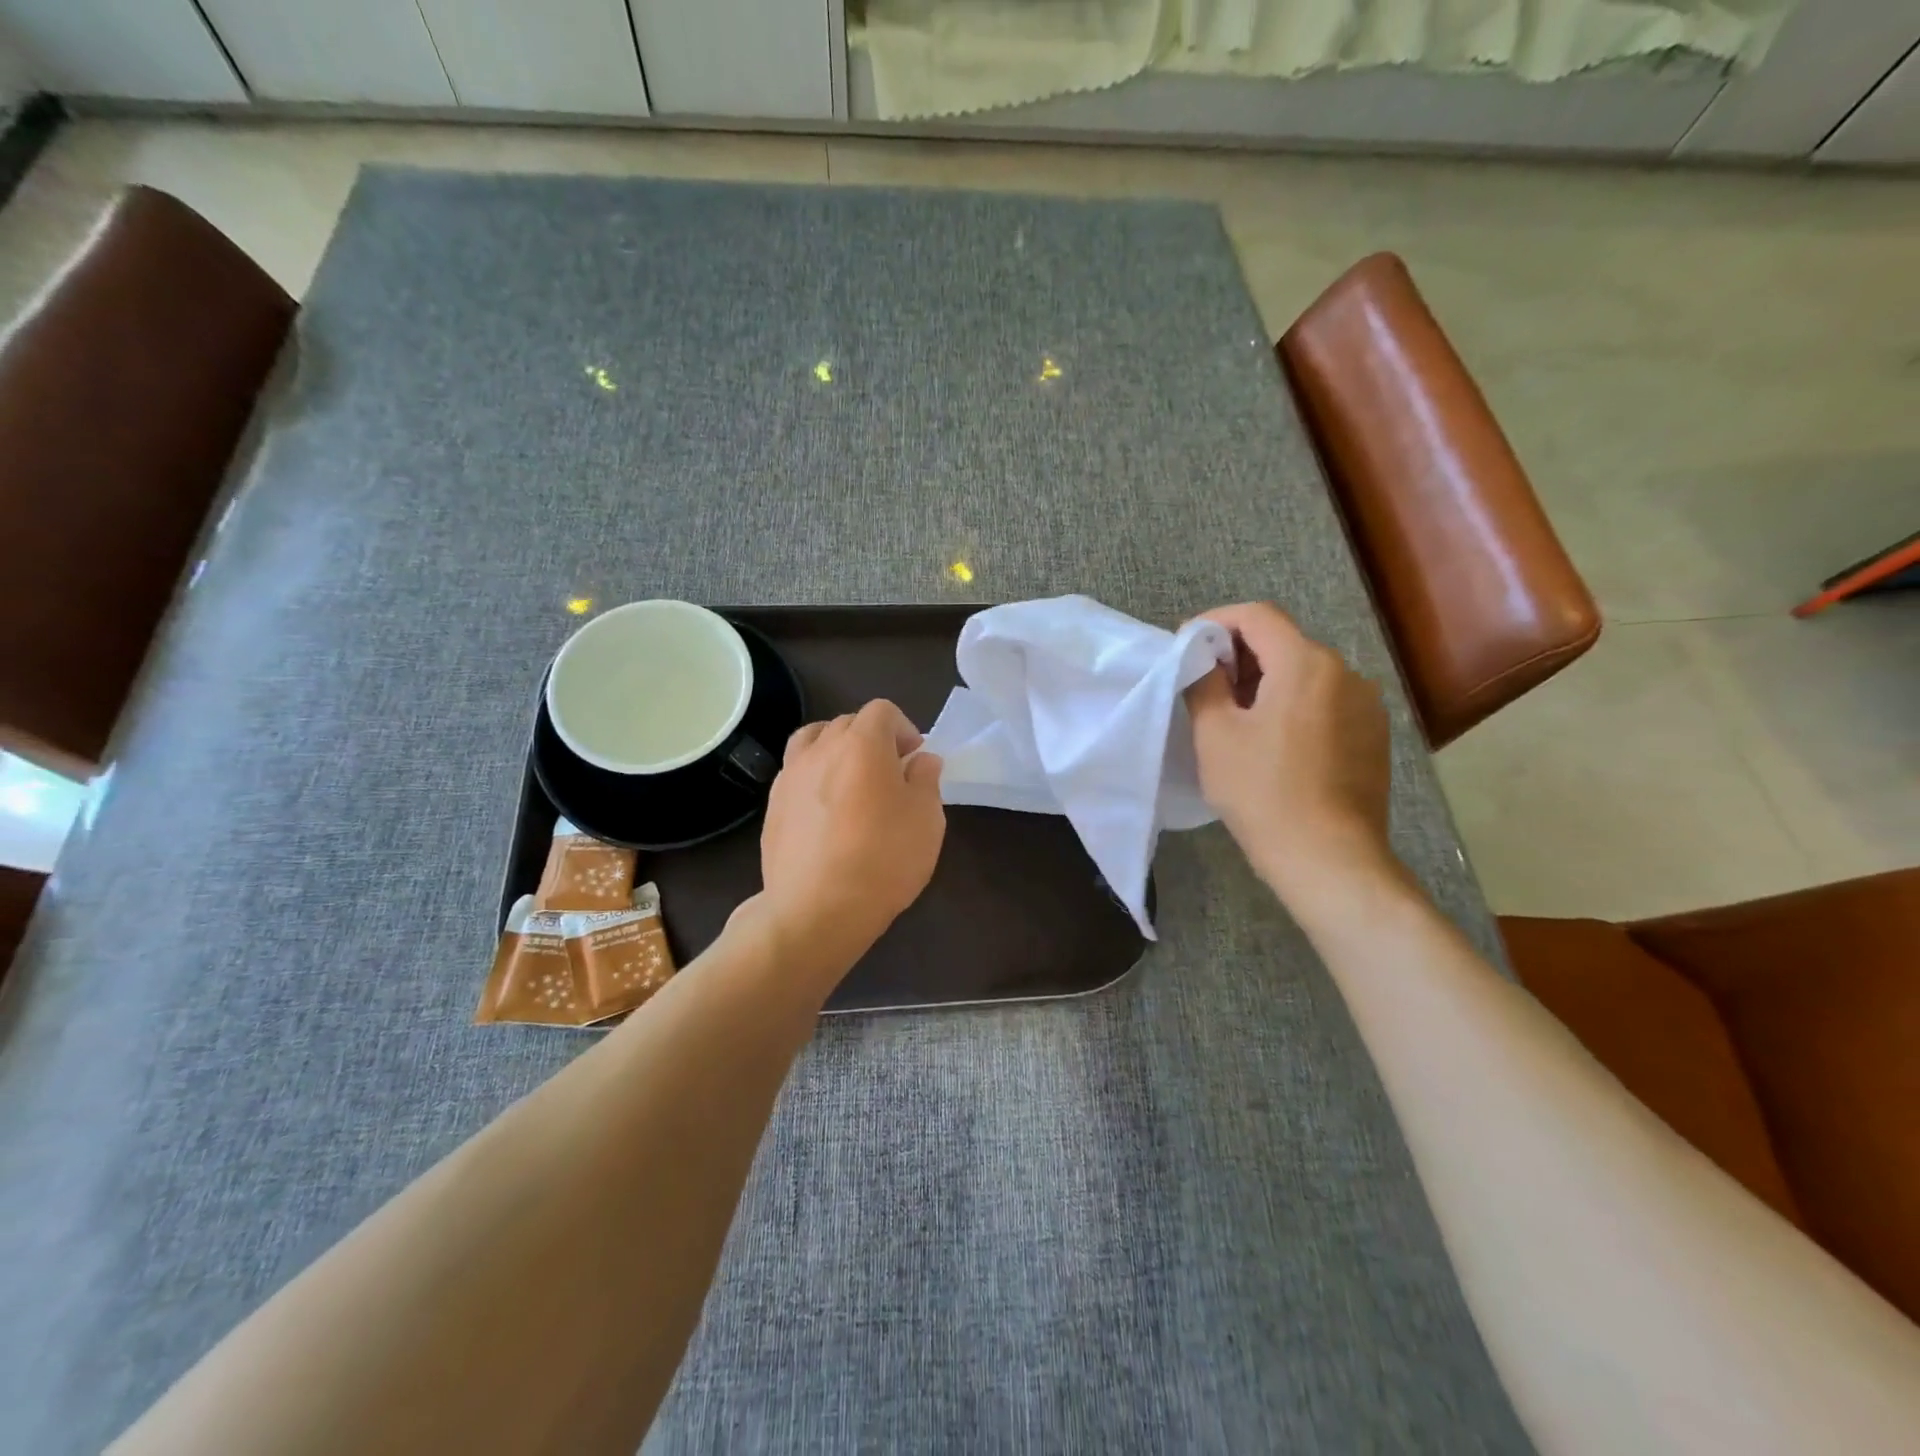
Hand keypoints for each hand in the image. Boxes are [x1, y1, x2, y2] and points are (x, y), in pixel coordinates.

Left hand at [757, 700, 945, 973]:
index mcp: (862, 743)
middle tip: (890, 772)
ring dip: (835, 750)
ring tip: (850, 780)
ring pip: (813, 741)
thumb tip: (922, 760)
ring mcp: (790, 776)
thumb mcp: (926, 819)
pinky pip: (796, 773)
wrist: (817, 909)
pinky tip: (826, 811)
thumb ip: (926, 780)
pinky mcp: (772, 806)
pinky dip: (814, 777)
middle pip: (847, 723)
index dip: (903, 727)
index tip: (914, 757)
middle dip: (872, 738)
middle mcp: (821, 749)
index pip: (882, 711)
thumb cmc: (884, 859)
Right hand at [1185, 602, 1392, 900]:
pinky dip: (1293, 705)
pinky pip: (1325, 701)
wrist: (1329, 858)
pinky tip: (1274, 742)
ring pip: (1305, 673)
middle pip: (1283, 642)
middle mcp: (1345, 672)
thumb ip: (1203, 682)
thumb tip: (1201, 657)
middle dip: (1239, 655)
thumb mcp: (1215, 734)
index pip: (1257, 615)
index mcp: (1306, 663)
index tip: (1186, 645)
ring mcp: (1366, 704)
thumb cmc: (1263, 792)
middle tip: (1204, 686)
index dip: (1215, 621)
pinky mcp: (1373, 735)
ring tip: (1236, 718)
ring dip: (1266, 682)